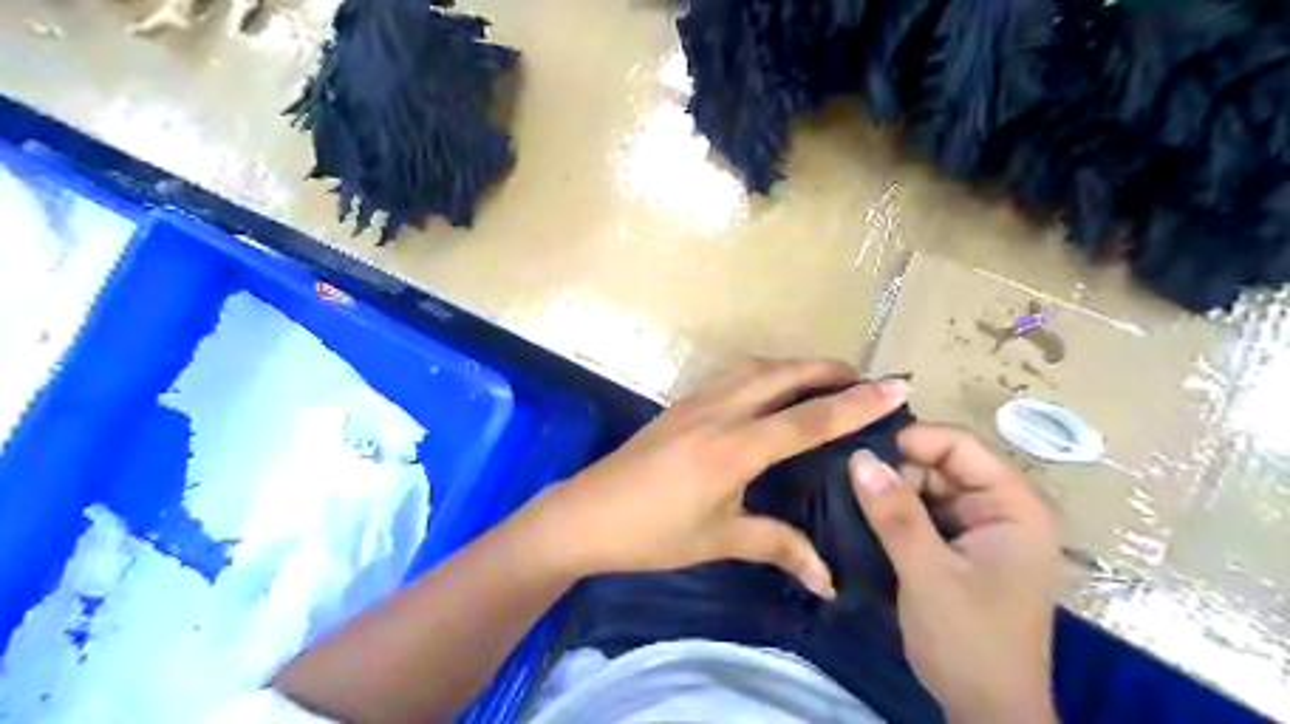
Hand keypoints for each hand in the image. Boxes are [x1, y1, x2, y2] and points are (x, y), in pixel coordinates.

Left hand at [521, 357, 905, 598]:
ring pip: (755, 368)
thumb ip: (777, 548)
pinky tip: (769, 390)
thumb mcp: (718, 541)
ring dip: (793, 367)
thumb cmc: (650, 534)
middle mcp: (718, 413)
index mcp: (734, 448)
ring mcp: (695, 403)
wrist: (583, 515)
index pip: (808, 419)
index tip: (895, 386)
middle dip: (827, 370)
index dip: (856, 404)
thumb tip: (828, 579)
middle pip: (782, 375)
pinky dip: (763, 373)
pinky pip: (732, 376)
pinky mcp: (679, 405)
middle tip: (863, 378)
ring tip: (822, 379)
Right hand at [854, 423, 1057, 723]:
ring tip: (850, 496)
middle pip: (942, 464)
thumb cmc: (969, 641)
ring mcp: (980, 529)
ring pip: (928, 487)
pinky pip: (924, 512)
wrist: (985, 711)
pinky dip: (896, 512)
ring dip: (892, 492)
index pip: (962, 446)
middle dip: (898, 470)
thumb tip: (858, 457)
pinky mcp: (960, 547)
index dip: (914, 441)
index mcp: (1015, 508)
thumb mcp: (927, 573)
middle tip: (850, 481)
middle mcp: (1001, 509)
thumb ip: (895, 513)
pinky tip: (865, 515)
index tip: (863, 453)